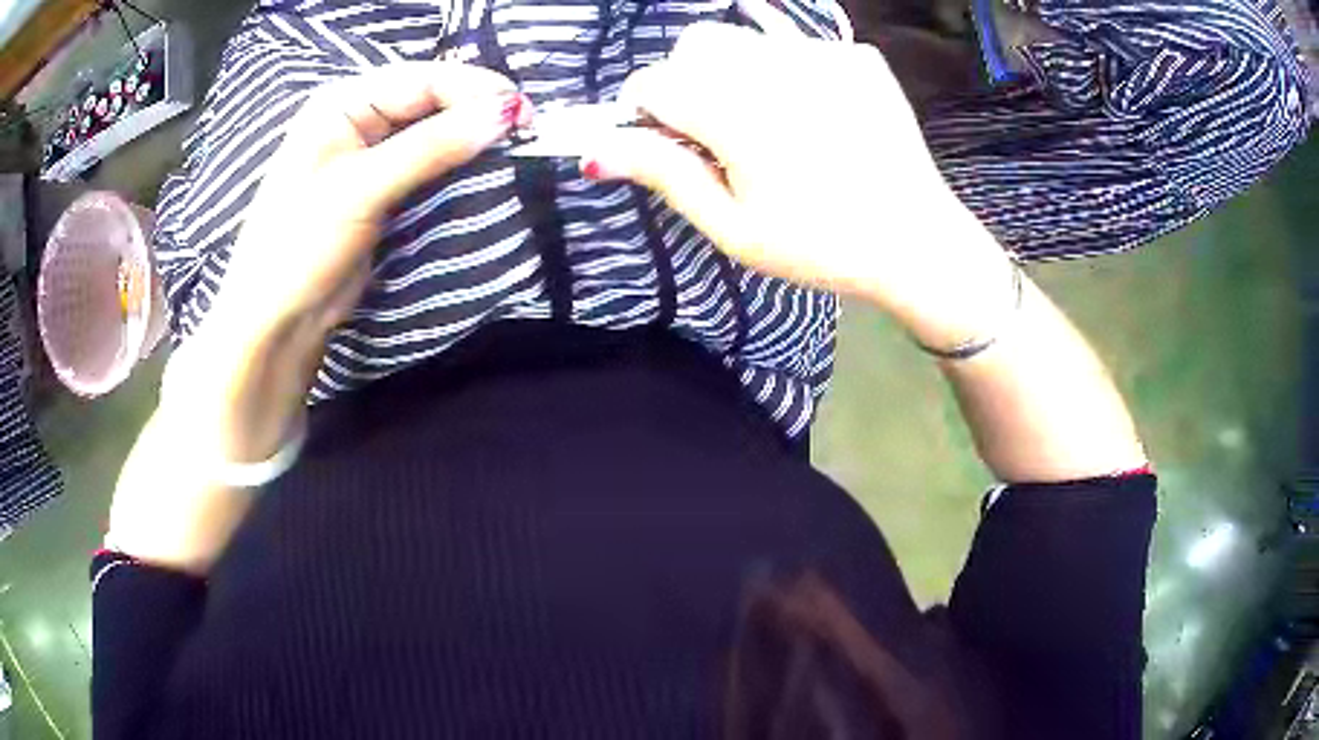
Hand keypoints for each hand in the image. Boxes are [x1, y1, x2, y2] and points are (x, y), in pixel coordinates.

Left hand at [213, 61, 526, 339]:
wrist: (278, 319)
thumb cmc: (301, 244)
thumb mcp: (362, 189)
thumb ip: (432, 147)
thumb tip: (506, 113)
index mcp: (344, 101)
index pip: (423, 80)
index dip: (475, 91)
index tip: (525, 114)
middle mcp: (358, 116)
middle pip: (431, 99)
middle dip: (477, 111)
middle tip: (529, 130)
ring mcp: (370, 152)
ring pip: (434, 129)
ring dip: (472, 137)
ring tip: (516, 145)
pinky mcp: (381, 186)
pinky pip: (428, 161)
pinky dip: (456, 162)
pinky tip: (483, 165)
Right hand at [580, 24, 1014, 349]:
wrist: (917, 242)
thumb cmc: (820, 247)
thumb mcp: (734, 228)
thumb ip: (665, 175)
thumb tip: (594, 150)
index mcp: (738, 114)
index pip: (653, 82)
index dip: (646, 110)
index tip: (666, 140)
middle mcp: (777, 67)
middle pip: (697, 44)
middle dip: (689, 79)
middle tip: (718, 130)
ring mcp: (824, 55)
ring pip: (745, 37)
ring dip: (735, 69)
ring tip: (767, 120)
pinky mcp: (858, 55)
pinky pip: (798, 44)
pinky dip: (787, 69)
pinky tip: (814, 112)